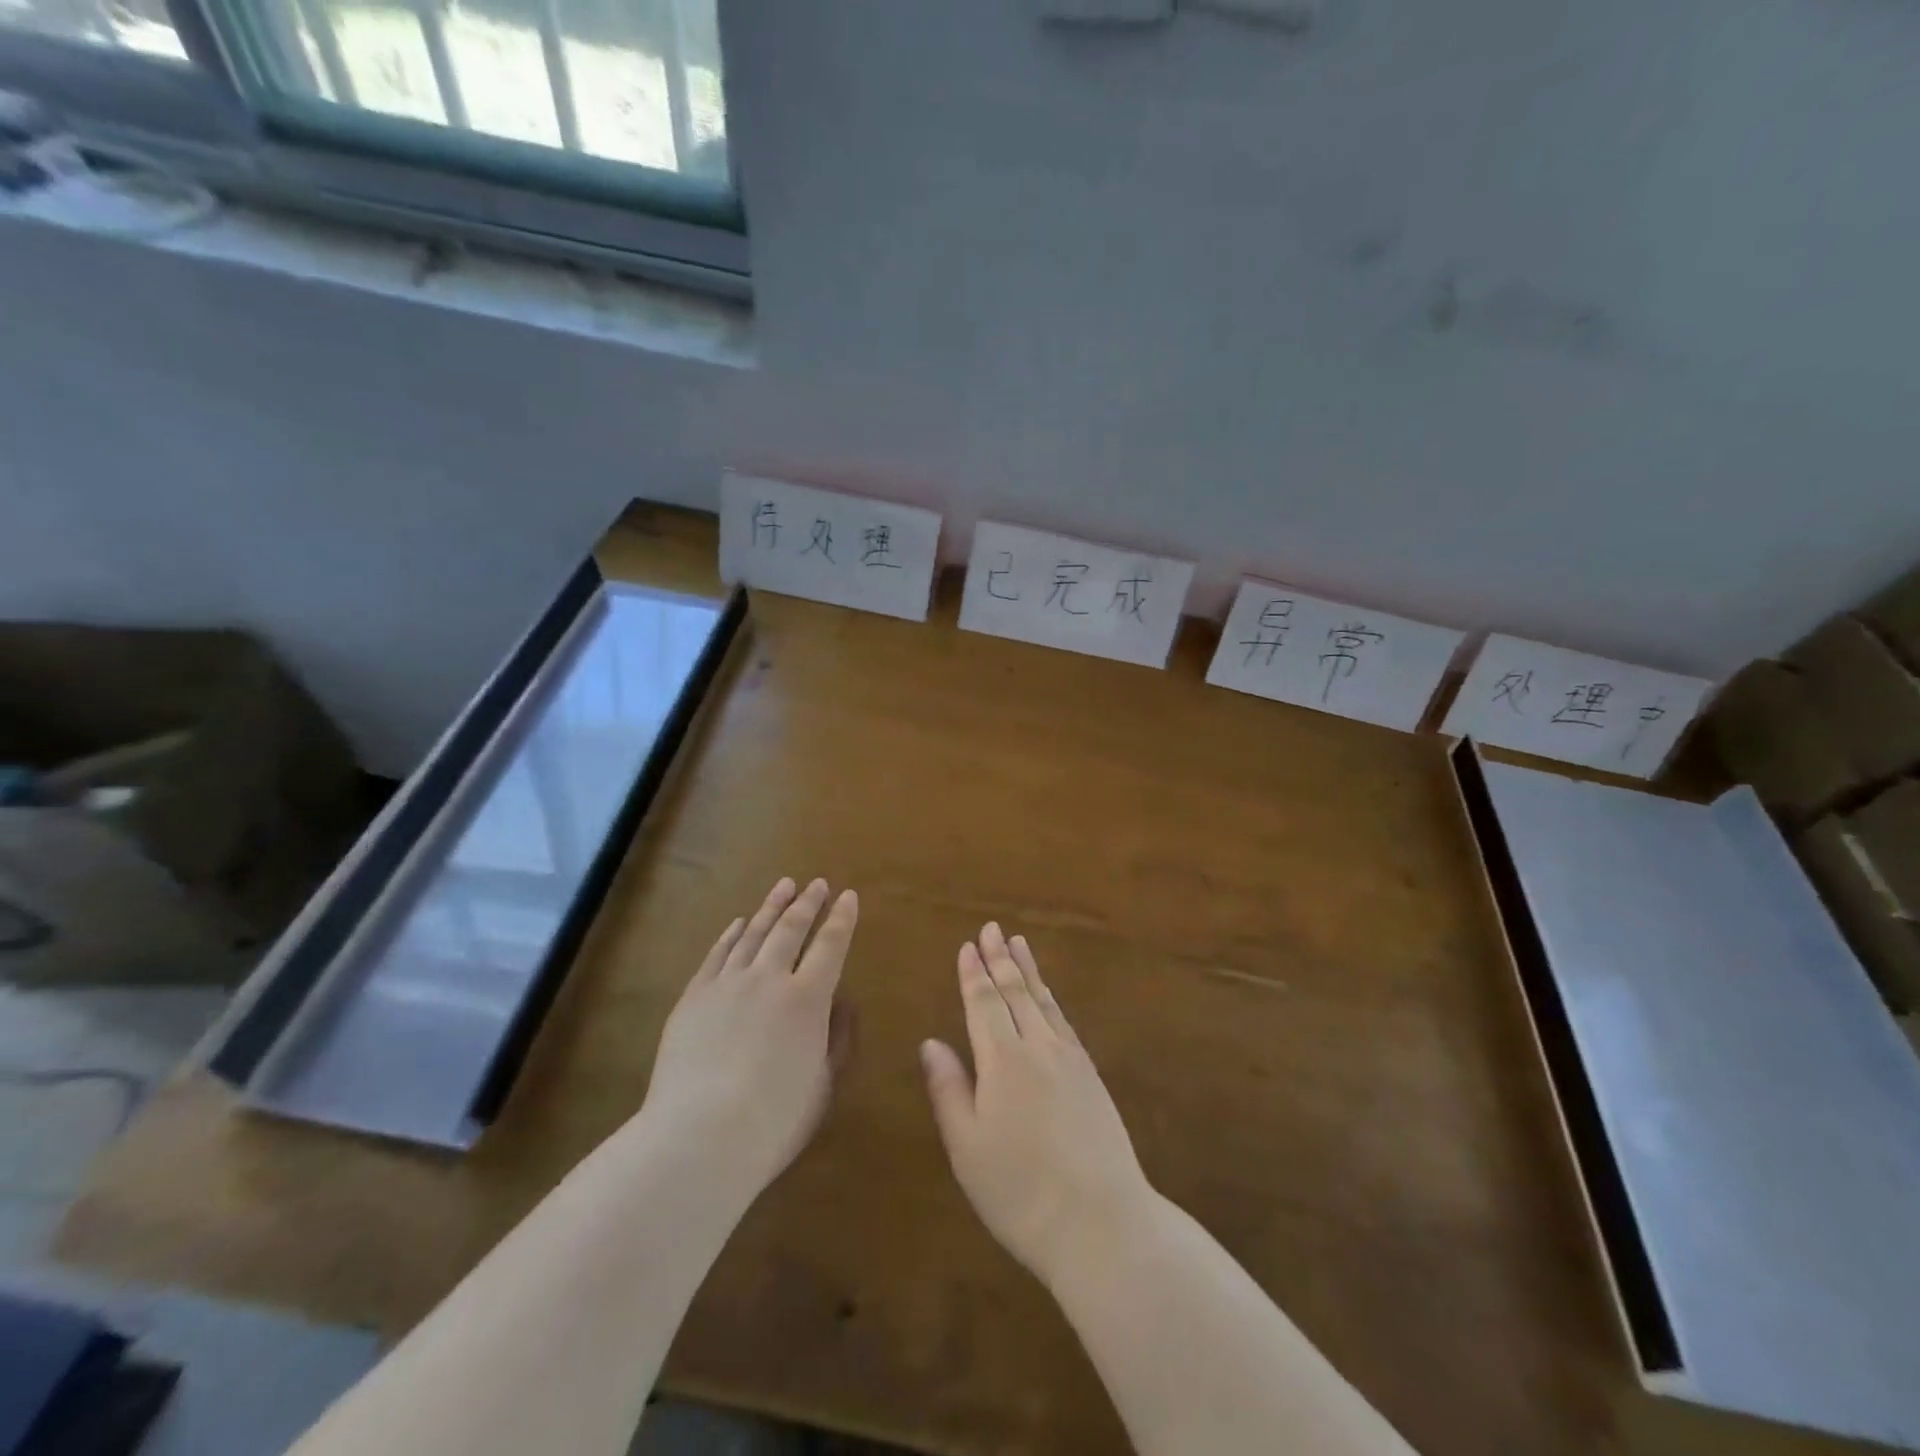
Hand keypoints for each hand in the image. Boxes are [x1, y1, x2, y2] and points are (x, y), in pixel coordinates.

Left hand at [640, 878, 857, 1203]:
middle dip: (808, 903)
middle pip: (791, 929)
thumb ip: (836, 1037)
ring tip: (784, 886)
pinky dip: (731, 934)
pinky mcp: (694, 996)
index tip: (848, 896)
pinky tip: (739, 922)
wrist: (699, 1136)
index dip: (842, 919)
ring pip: (753, 933)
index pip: (831, 946)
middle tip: (817, 884)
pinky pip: (717, 954)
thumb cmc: (773, 1120)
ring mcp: (727, 984)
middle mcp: (769, 978)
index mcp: (808, 999)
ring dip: (771, 907)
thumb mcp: (823, 1084)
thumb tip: (840, 1001)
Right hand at [921, 923, 1154, 1285]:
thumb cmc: (1020, 1192)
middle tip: (991, 928)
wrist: (1102, 1224)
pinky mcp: (1091, 1076)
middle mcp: (1037, 1047)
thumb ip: (948, 1089)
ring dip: (1028, 970)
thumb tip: (930, 1042)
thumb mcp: (968, 1148)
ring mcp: (1070, 1059)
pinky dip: (1051, 998)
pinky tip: (1048, 995)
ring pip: (1043, 1001)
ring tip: (1018, 943)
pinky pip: (1065, 1021)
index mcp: (1002, 1061)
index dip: (972, 974)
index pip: (983, 1003)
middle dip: (999, 959)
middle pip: (1015, 992)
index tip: (966, 946)